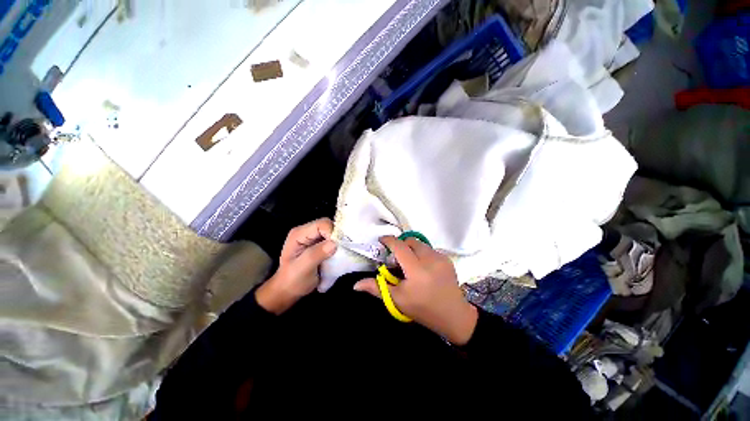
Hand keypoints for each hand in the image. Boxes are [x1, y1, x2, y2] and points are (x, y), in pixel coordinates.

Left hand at [256, 218, 336, 314]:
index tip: (338, 247)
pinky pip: (333, 239)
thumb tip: (334, 244)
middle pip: (329, 225)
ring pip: (333, 232)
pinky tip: (339, 254)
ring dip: (339, 241)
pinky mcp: (320, 243)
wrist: (289, 290)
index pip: (321, 224)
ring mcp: (314, 237)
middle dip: (337, 236)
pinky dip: (338, 245)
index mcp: (299, 234)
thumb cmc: (293, 281)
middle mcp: (307, 231)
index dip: (332, 233)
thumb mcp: (302, 269)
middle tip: (341, 250)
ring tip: (341, 253)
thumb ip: (316, 255)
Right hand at [353, 236, 477, 344]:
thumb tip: (355, 285)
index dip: (389, 240)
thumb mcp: (397, 300)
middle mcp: (430, 260)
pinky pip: (429, 249)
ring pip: (420, 244)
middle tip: (397, 259)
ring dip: (411, 249)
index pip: (400, 247)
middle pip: (410, 242)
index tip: (381, 240)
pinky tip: (422, 267)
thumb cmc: (422, 309)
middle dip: (401, 245)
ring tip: (410, 263)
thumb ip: (376, 288)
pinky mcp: (447, 259)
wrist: (453, 315)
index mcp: (417, 271)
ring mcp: (441, 258)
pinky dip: (422, 253)